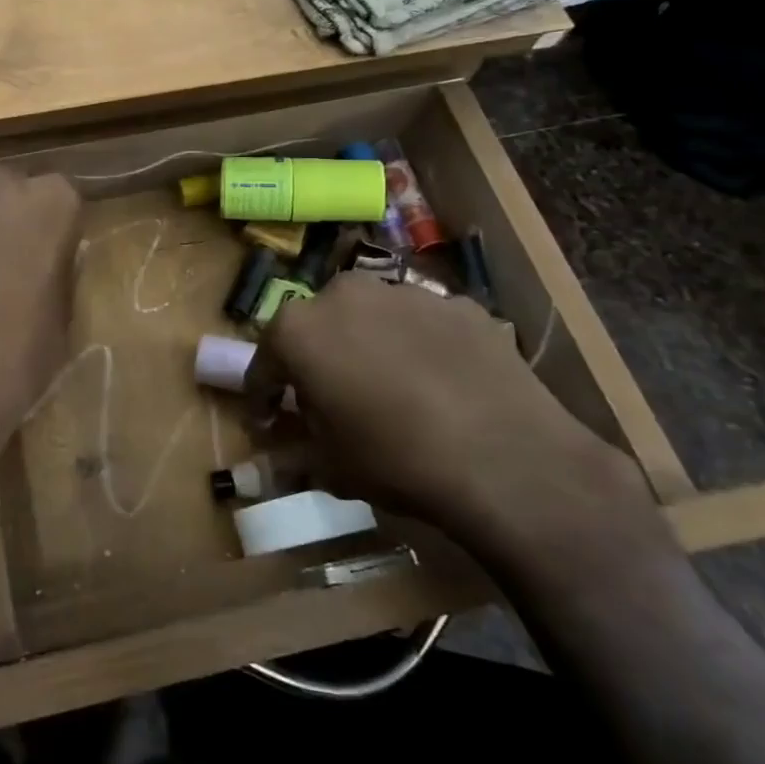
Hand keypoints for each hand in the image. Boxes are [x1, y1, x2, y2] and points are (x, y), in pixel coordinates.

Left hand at [0, 166, 81, 516]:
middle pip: (10, 192)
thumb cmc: (18, 360)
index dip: (58, 230)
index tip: (55, 259)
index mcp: (48, 201)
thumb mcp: (64, 316)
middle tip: (14, 267)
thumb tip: (50, 260)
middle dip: (12, 220)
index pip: (63, 198)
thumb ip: (59, 270)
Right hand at [244, 273, 669, 569]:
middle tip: (330, 398)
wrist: (508, 459)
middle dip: (317, 358)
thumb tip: (257, 471)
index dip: (262, 396)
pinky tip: (438, 383)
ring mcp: (405, 292)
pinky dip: (419, 346)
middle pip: (317, 327)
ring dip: (368, 345)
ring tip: (389, 389)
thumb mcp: (329, 467)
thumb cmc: (395, 459)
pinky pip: (422, 324)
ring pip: (371, 317)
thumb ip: (289, 455)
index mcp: (299, 329)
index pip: (264, 362)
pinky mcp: (459, 304)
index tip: (267, 423)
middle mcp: (344, 294)